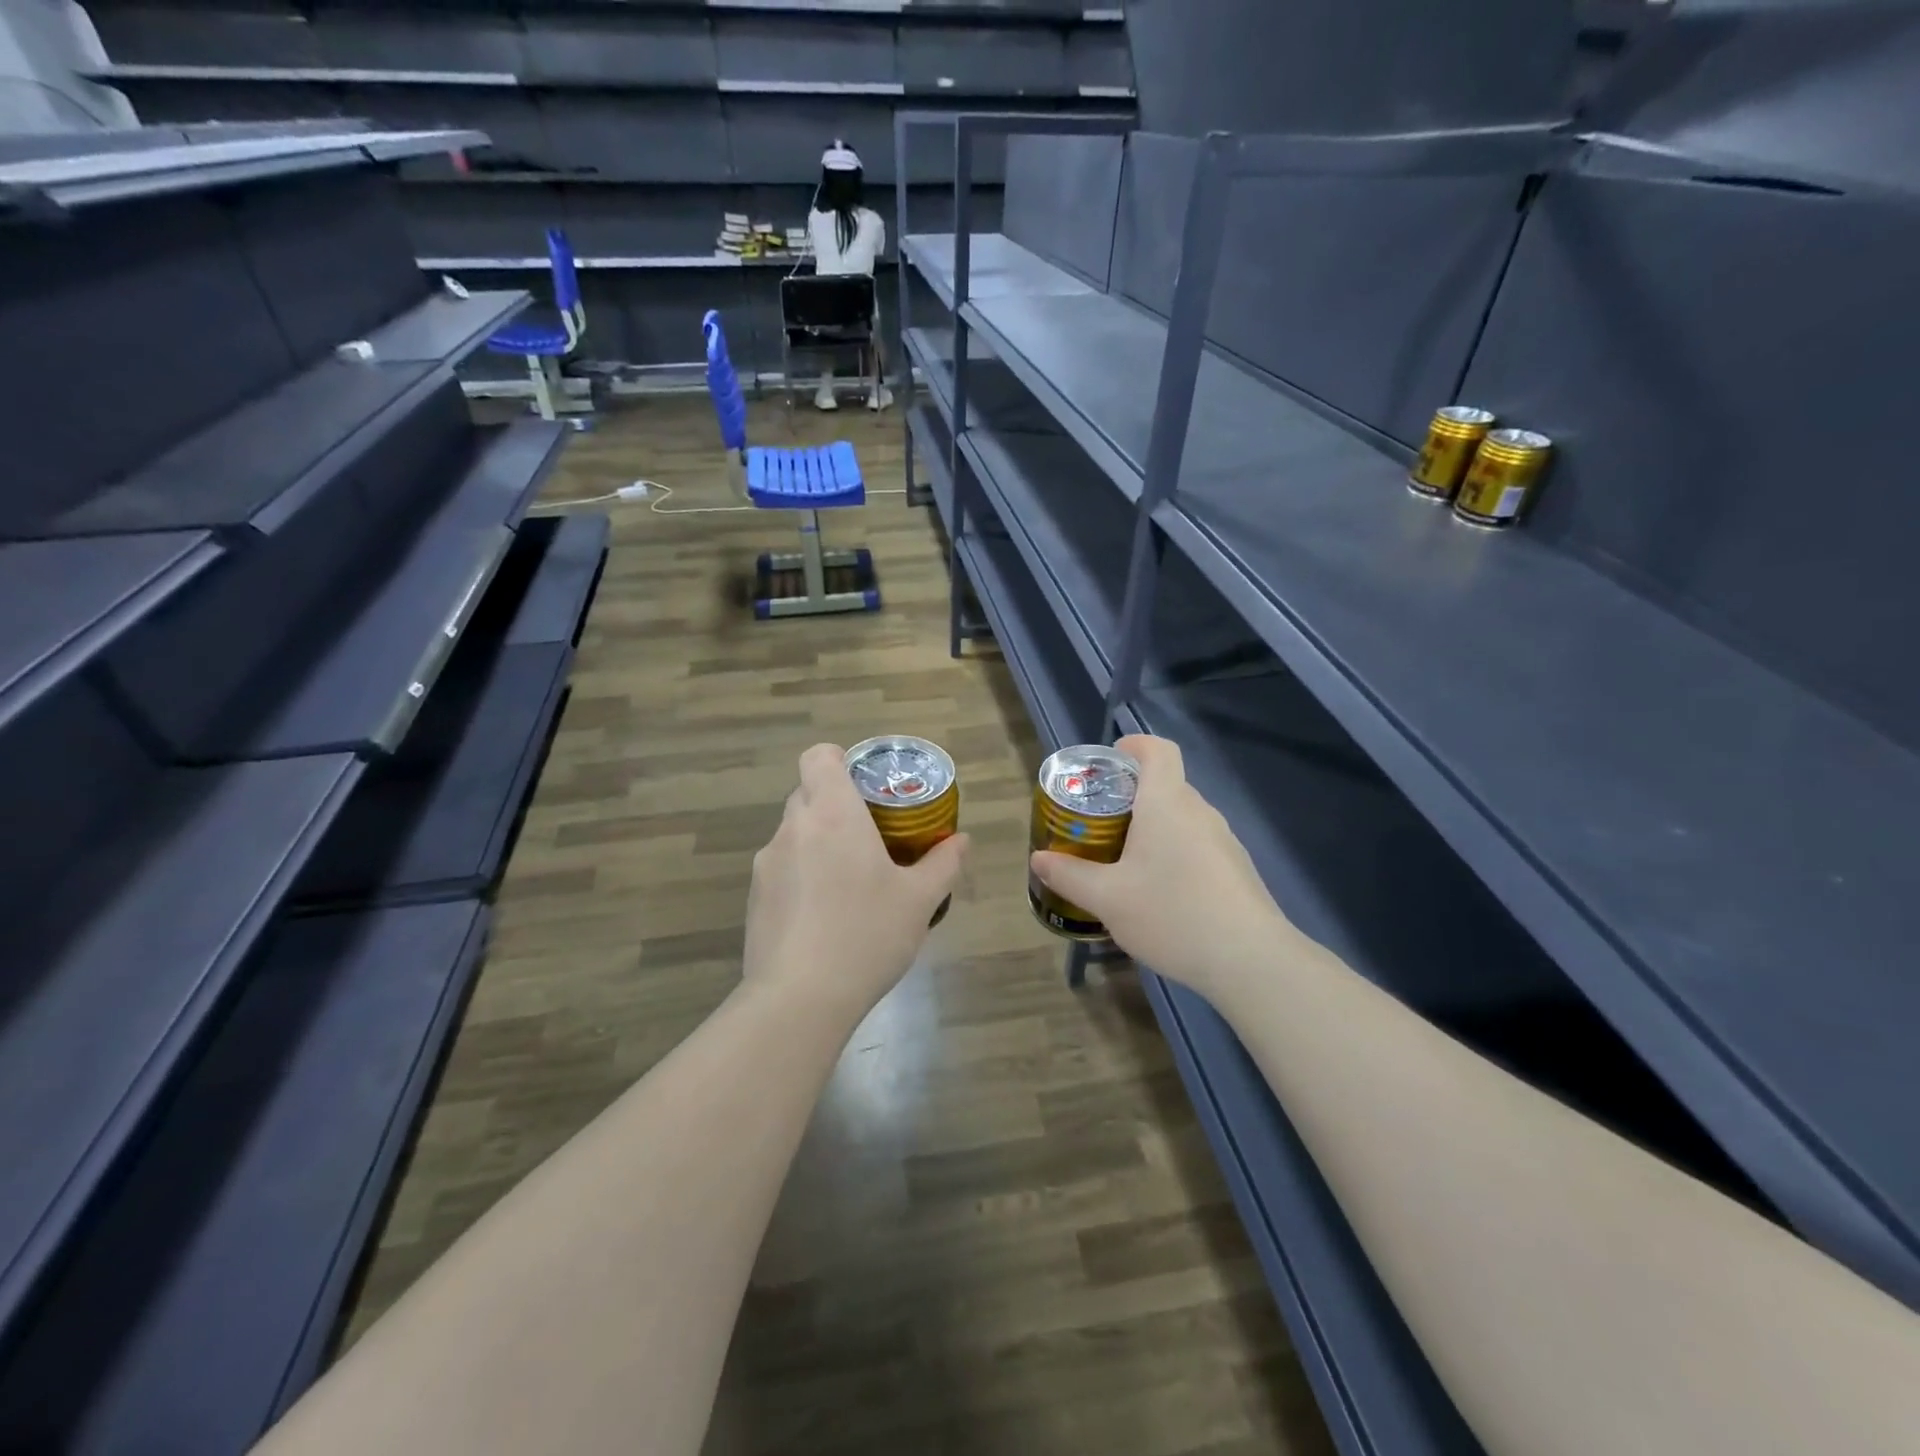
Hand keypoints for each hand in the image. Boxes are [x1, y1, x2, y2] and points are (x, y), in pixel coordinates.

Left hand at [744, 743, 967, 1022]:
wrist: (799, 999)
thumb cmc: (867, 935)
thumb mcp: (919, 900)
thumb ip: (943, 863)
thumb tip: (963, 841)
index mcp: (833, 814)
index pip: (819, 757)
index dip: (839, 760)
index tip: (864, 785)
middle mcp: (793, 828)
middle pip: (808, 793)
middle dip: (837, 805)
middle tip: (871, 836)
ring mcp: (767, 864)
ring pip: (795, 833)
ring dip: (819, 843)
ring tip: (850, 884)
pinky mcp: (754, 898)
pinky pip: (782, 868)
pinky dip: (802, 876)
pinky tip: (825, 917)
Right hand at [1029, 735, 1293, 1002]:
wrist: (1251, 961)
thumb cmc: (1172, 914)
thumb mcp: (1107, 899)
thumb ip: (1069, 875)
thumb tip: (1039, 859)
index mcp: (1167, 802)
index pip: (1157, 749)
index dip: (1132, 746)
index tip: (1106, 766)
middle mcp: (1199, 811)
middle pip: (1165, 786)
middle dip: (1129, 798)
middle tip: (1097, 826)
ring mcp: (1223, 841)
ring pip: (1180, 819)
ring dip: (1151, 831)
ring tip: (1122, 865)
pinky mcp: (1236, 869)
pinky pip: (1196, 846)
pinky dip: (1173, 855)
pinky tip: (1159, 895)